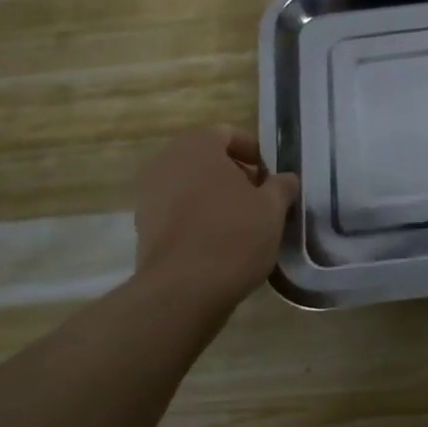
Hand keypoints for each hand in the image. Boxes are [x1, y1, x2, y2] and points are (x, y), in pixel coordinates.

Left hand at [132, 127, 298, 315]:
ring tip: (242, 224)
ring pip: (191, 186)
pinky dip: (198, 219)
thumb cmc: (233, 235)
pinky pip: (178, 212)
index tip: (271, 178)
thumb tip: (284, 180)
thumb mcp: (273, 208)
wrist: (182, 292)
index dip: (255, 153)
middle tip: (260, 199)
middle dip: (235, 176)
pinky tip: (219, 243)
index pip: (229, 134)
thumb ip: (282, 186)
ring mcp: (149, 196)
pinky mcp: (143, 228)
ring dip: (216, 198)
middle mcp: (166, 163)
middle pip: (208, 160)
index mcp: (197, 146)